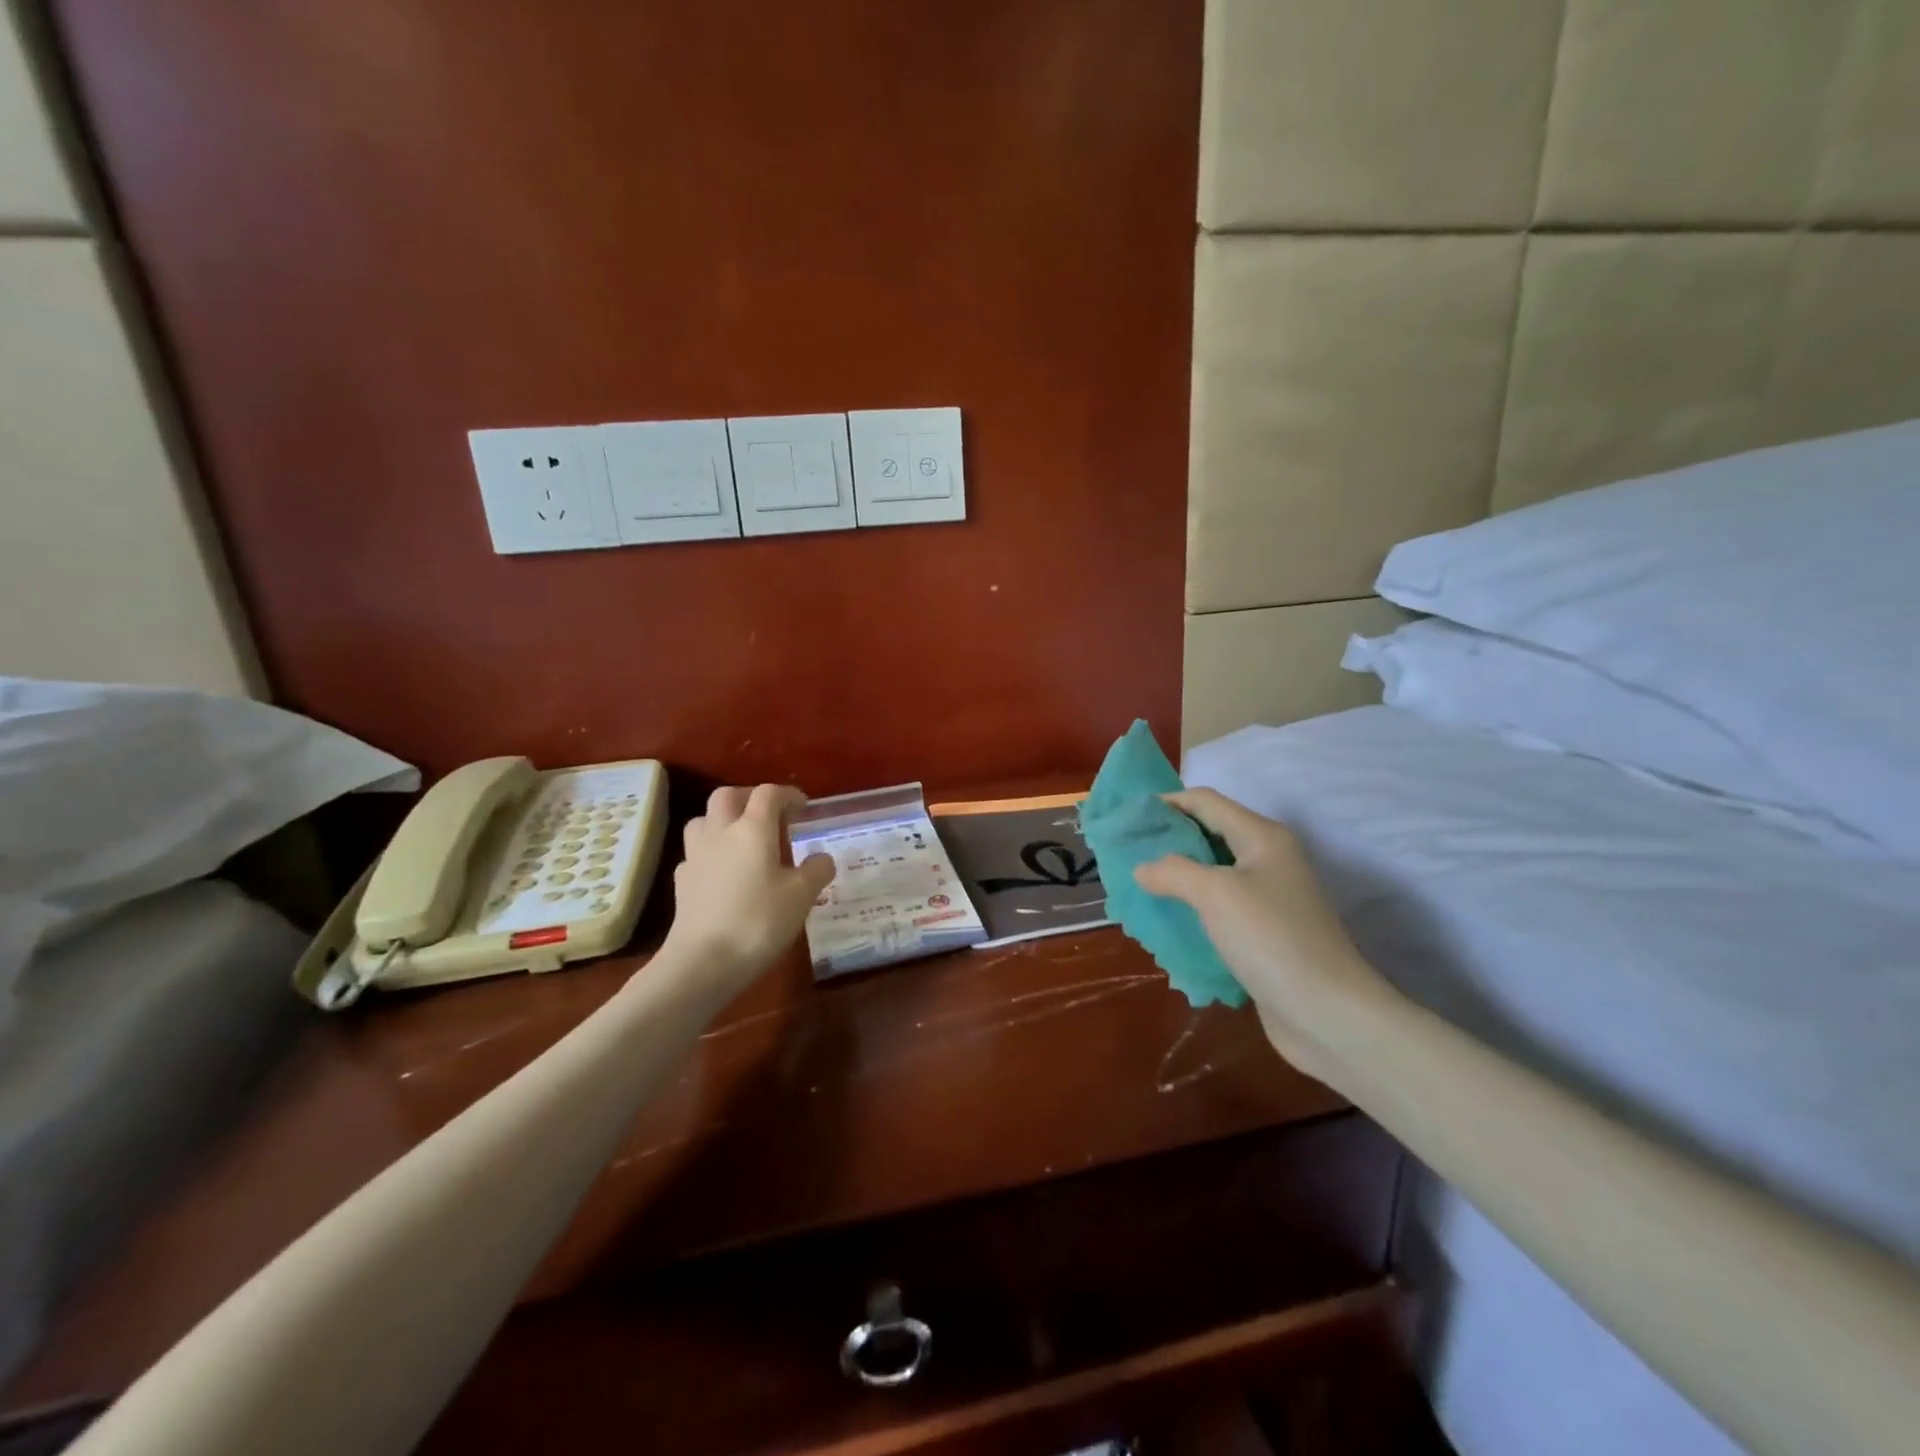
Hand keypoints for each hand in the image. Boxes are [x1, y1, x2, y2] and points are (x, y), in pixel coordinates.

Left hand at [660, 784, 835, 995]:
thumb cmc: (758, 921)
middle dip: (749, 797)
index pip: (768, 794)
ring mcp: (696, 856)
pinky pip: (696, 853)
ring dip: (723, 820)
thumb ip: (816, 870)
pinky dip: (710, 852)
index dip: (788, 794)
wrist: (702, 961)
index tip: (803, 807)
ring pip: (704, 819)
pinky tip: (723, 872)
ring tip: (742, 838)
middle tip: (769, 814)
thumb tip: (822, 858)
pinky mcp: (682, 881)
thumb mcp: (801, 896)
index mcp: (752, 829)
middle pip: (727, 796)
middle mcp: (720, 832)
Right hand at [1134, 788, 1392, 1075]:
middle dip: (1167, 841)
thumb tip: (1143, 868)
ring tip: (1138, 888)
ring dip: (1176, 878)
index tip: (1127, 818)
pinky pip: (1219, 909)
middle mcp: (1267, 859)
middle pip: (1209, 835)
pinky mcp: (1264, 933)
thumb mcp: (1215, 894)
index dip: (1166, 803)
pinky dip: (1191, 910)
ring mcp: (1268, 898)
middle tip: (1127, 854)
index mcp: (1261, 837)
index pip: (1205, 802)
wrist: (1328, 1013)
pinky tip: (1166, 923)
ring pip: (1212, 875)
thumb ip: (1173, 871)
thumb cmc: (1272, 939)